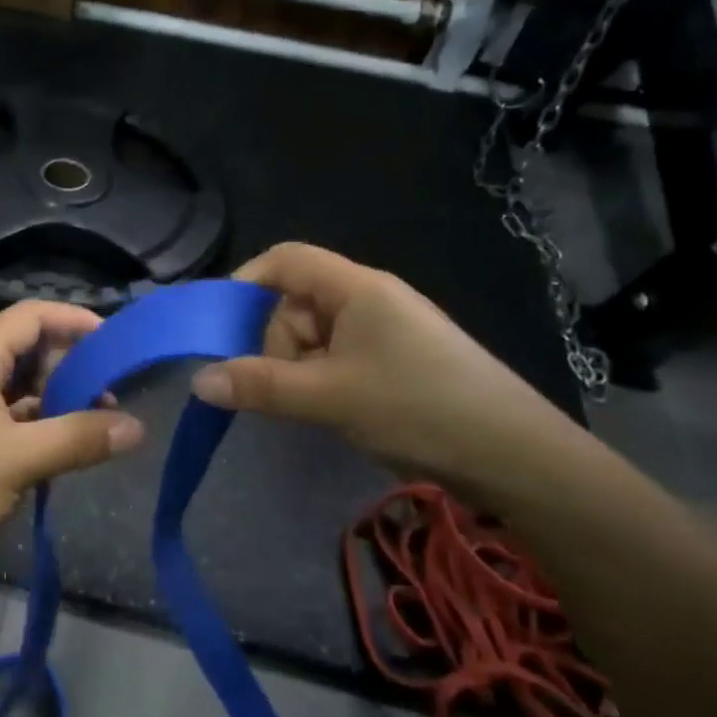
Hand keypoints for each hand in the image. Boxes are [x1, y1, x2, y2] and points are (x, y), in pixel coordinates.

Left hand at [0, 299, 144, 580]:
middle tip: (114, 389)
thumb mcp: (19, 460)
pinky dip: (41, 426)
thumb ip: (79, 438)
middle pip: (27, 350)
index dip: (72, 319)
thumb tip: (137, 427)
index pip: (29, 317)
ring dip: (59, 399)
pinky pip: (10, 419)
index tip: (114, 340)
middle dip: (72, 364)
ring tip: (100, 422)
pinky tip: (68, 448)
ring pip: (20, 388)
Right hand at [189, 242, 582, 492]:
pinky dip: (324, 382)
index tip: (220, 327)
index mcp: (355, 287)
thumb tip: (198, 381)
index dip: (246, 282)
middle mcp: (369, 299)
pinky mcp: (398, 362)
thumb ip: (260, 386)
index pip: (285, 259)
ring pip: (316, 337)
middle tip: (282, 389)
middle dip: (276, 344)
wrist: (518, 457)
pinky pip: (340, 359)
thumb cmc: (418, 407)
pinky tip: (335, 412)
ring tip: (316, 409)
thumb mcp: (329, 397)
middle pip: (296, 303)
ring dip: (300, 369)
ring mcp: (386, 331)